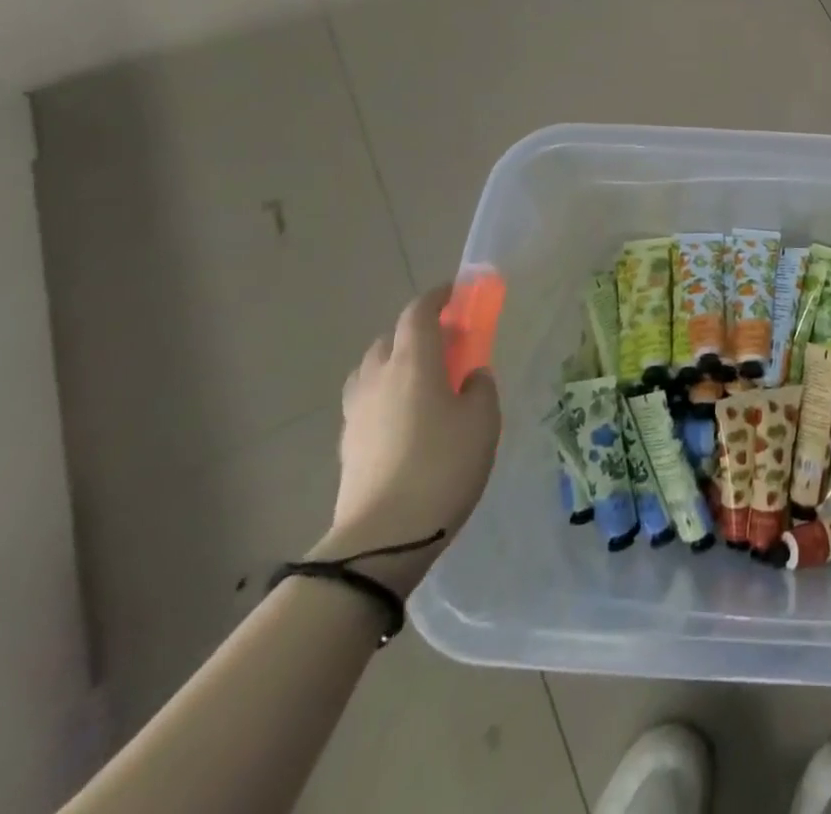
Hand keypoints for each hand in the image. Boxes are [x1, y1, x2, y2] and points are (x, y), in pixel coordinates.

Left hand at [313, 285, 501, 594]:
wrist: (384, 537)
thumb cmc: (444, 464)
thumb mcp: (483, 419)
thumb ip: (480, 386)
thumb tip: (470, 376)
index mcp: (413, 361)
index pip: (419, 312)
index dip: (438, 297)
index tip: (457, 293)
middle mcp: (378, 377)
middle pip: (392, 338)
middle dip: (418, 331)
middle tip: (449, 343)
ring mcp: (357, 411)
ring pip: (373, 368)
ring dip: (397, 361)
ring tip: (424, 379)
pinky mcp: (348, 443)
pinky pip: (367, 399)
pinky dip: (386, 393)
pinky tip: (406, 416)